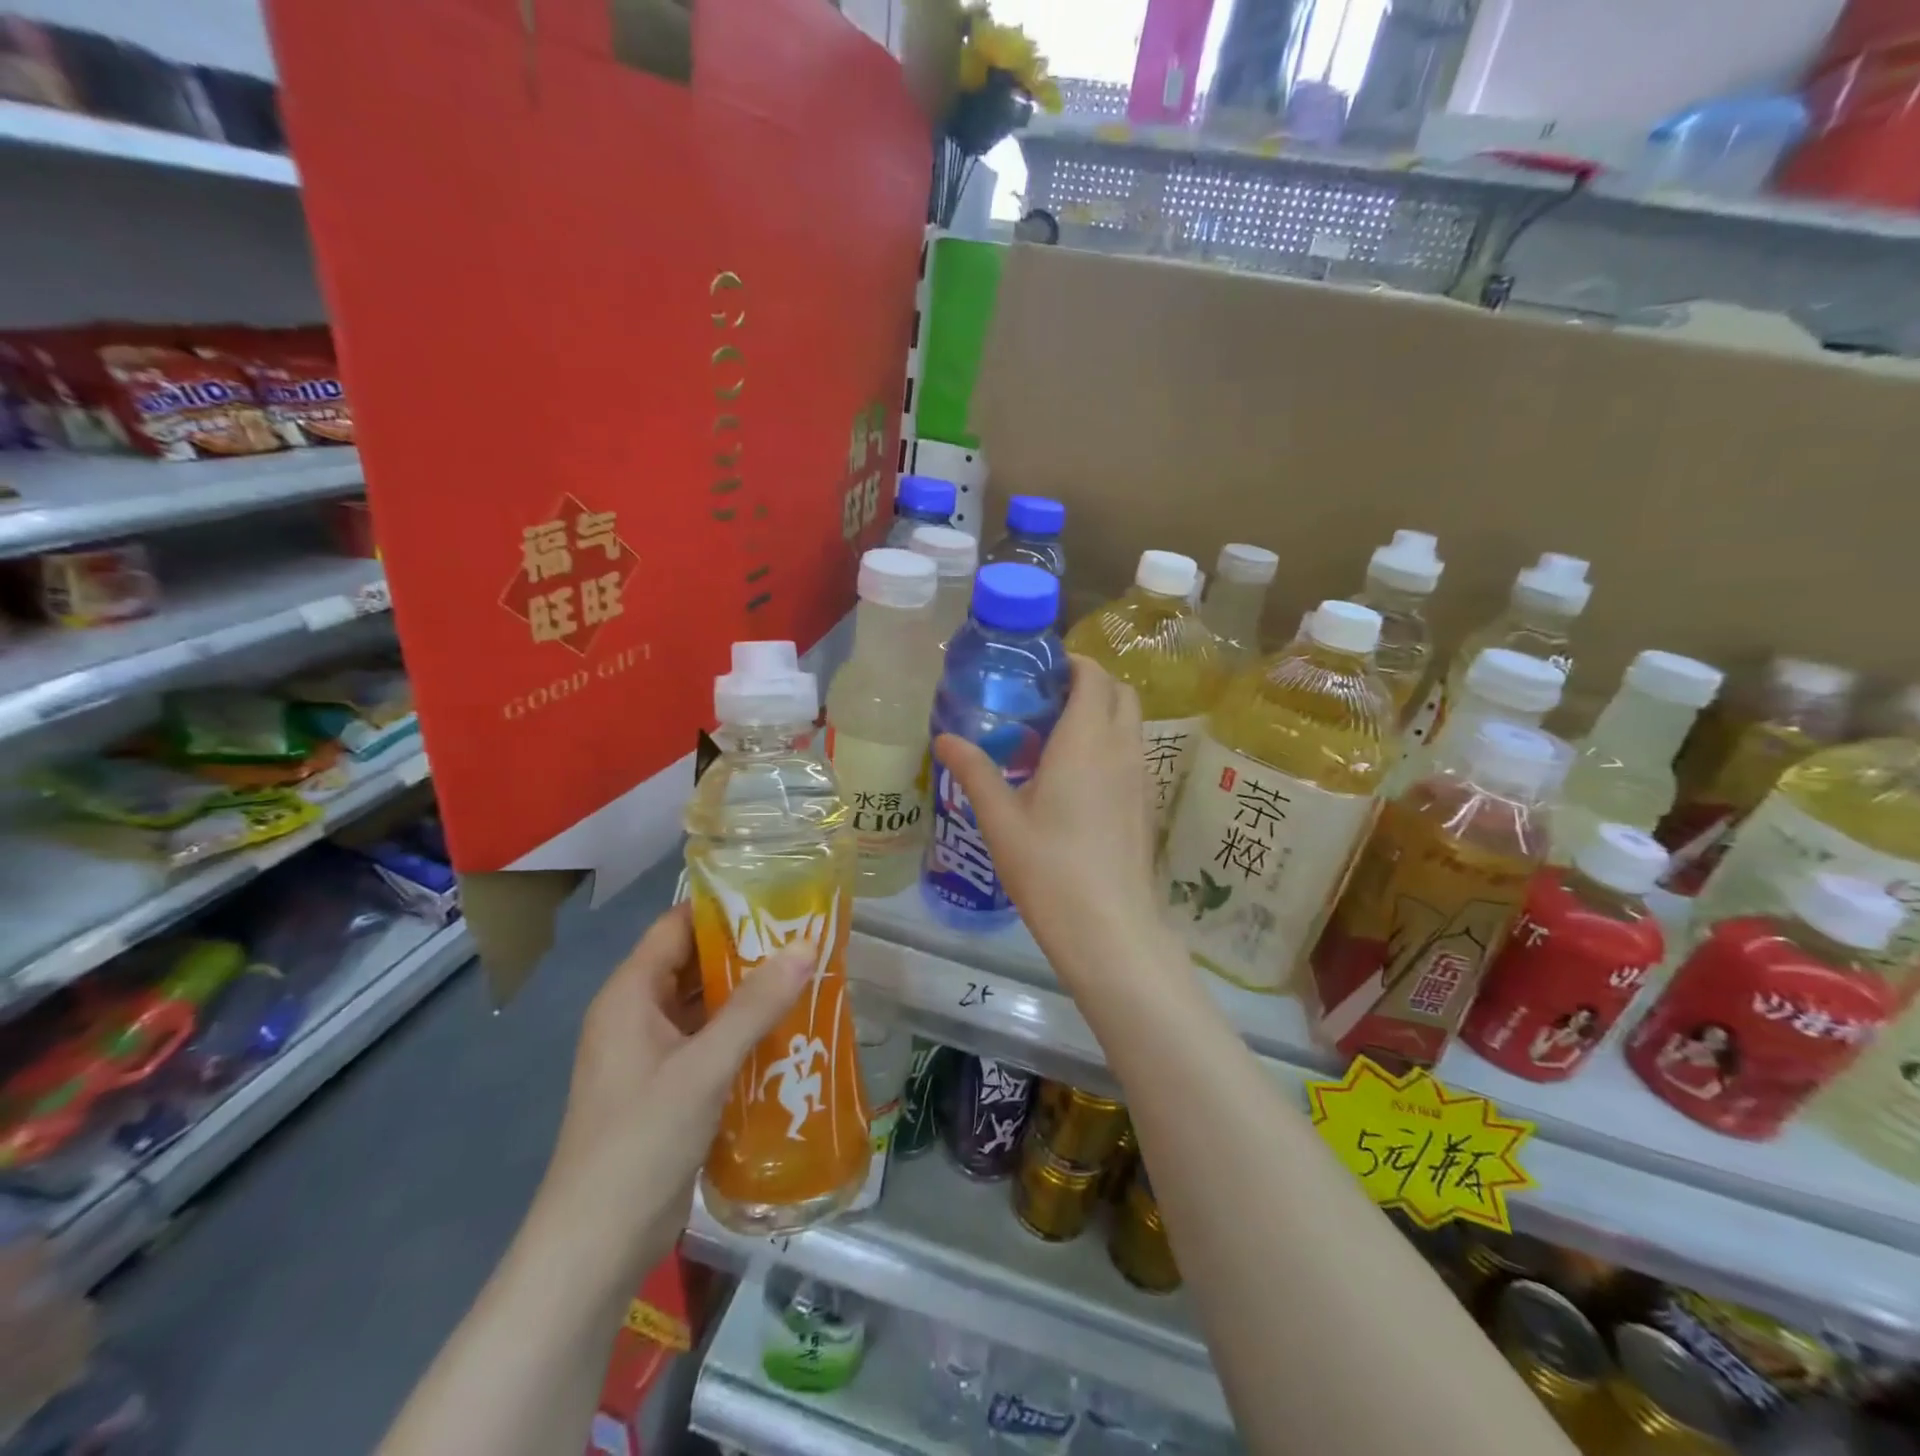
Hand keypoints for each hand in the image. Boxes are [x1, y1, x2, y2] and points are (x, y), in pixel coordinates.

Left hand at [534, 904, 811, 1283]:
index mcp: (629, 995)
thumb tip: (806, 947)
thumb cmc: (640, 1143)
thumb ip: (755, 1006)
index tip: (779, 900)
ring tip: (807, 977)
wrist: (594, 1249)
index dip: (724, 908)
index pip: (677, 926)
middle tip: (805, 938)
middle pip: (693, 963)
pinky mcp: (666, 1088)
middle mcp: (636, 1015)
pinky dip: (742, 1032)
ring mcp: (650, 1055)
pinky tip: (786, 1032)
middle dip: (746, 951)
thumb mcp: (703, 1068)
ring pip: (703, 1005)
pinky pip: (707, 1042)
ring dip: (748, 994)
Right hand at [933, 655, 1176, 989]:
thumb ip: (974, 771)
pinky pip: (1133, 752)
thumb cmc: (1048, 867)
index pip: (1093, 675)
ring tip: (1057, 737)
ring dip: (1102, 714)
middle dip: (1089, 683)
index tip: (1039, 672)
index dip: (1071, 663)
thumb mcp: (1000, 818)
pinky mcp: (1146, 803)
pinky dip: (1111, 744)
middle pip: (1120, 692)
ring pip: (1131, 723)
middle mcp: (1121, 748)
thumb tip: (944, 738)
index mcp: (1086, 739)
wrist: (1109, 927)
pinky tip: (1076, 779)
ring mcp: (1141, 776)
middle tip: (1046, 700)